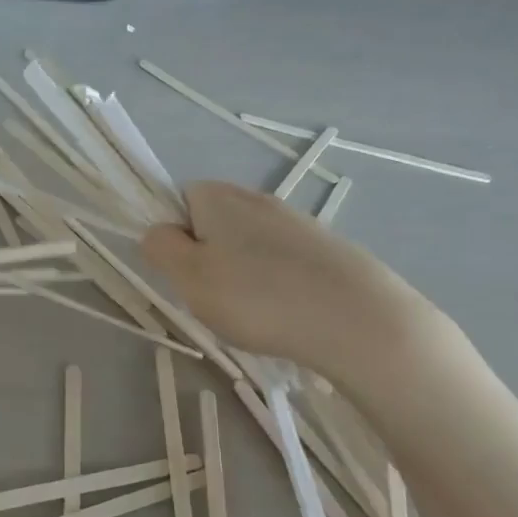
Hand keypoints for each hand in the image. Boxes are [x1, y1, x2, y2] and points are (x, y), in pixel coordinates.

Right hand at [140, 181, 456, 390]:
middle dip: (207, 258)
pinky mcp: (326, 248)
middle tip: (212, 297)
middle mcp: (256, 198)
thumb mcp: (189, 277)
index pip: (178, 200)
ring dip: (241, 274)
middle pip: (213, 223)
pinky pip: (281, 262)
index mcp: (217, 196)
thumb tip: (158, 232)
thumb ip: (161, 249)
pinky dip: (275, 285)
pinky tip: (286, 314)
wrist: (359, 319)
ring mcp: (296, 221)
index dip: (173, 236)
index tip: (183, 273)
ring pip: (247, 245)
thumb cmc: (259, 297)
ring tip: (253, 313)